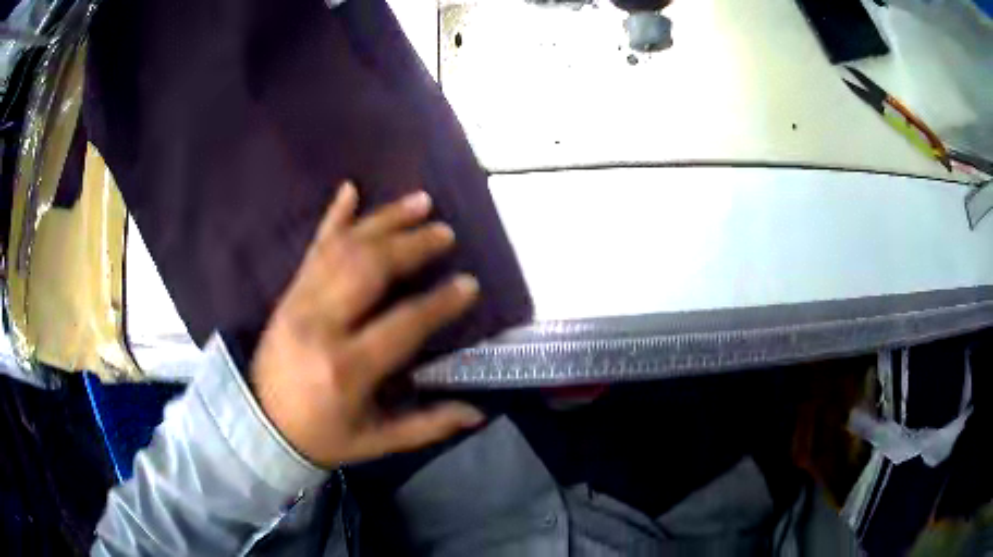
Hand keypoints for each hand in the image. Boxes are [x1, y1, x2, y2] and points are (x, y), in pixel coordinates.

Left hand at [249, 182, 484, 467]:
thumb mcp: (374, 442)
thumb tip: (477, 412)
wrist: (257, 424)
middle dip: (412, 246)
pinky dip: (333, 217)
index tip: (469, 284)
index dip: (439, 303)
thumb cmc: (321, 436)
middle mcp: (321, 325)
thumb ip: (426, 426)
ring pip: (345, 249)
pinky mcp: (288, 293)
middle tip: (445, 233)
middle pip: (370, 270)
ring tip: (420, 202)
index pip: (402, 324)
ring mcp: (299, 302)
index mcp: (346, 368)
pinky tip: (350, 189)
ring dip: (384, 220)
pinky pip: (313, 248)